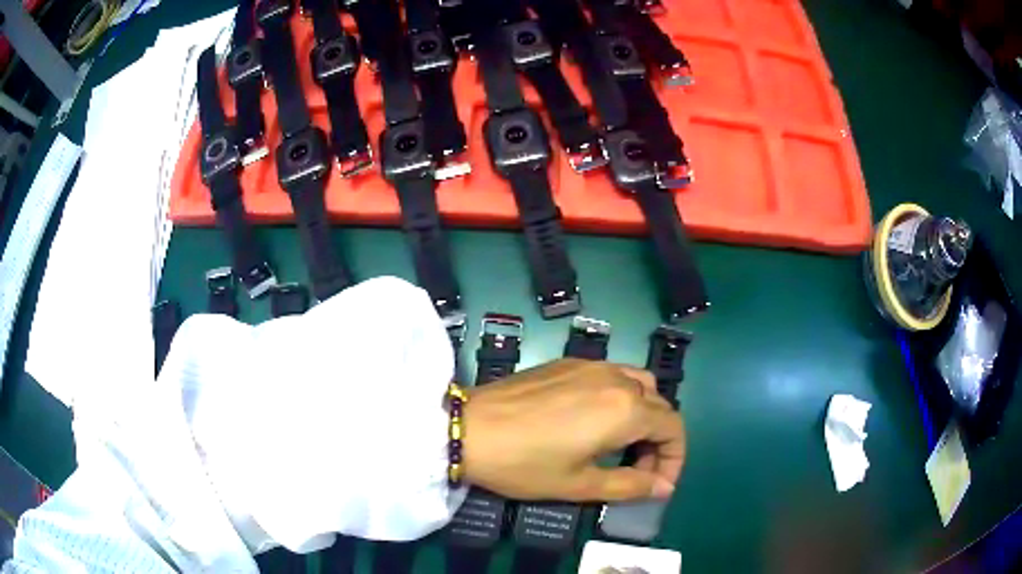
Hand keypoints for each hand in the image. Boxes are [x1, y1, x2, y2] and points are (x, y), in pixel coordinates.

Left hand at [461, 358, 685, 501]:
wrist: (468, 428)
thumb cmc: (525, 464)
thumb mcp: (580, 484)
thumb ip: (630, 485)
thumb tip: (663, 488)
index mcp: (625, 409)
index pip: (673, 427)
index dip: (674, 458)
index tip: (658, 485)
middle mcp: (616, 378)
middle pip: (659, 405)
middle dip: (659, 440)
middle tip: (639, 470)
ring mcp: (590, 365)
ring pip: (638, 384)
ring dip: (642, 415)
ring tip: (620, 445)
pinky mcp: (567, 362)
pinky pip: (611, 375)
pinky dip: (619, 397)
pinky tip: (593, 420)